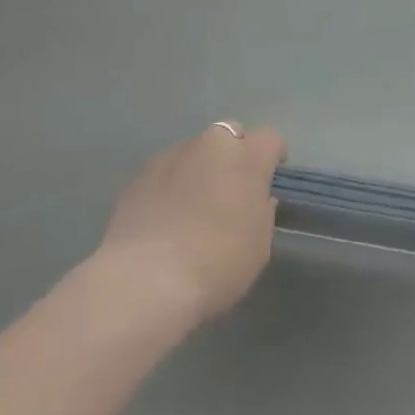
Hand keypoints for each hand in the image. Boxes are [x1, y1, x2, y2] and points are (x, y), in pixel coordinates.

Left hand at [98, 122, 285, 331]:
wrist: (145, 281)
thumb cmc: (217, 264)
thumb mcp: (258, 247)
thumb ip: (262, 214)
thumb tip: (258, 199)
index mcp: (246, 157)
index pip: (270, 139)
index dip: (273, 155)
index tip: (271, 176)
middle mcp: (210, 145)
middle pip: (229, 134)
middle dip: (234, 153)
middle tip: (231, 188)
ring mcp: (172, 155)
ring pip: (195, 151)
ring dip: (200, 168)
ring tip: (193, 206)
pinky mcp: (140, 174)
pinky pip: (166, 170)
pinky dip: (171, 184)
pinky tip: (165, 217)